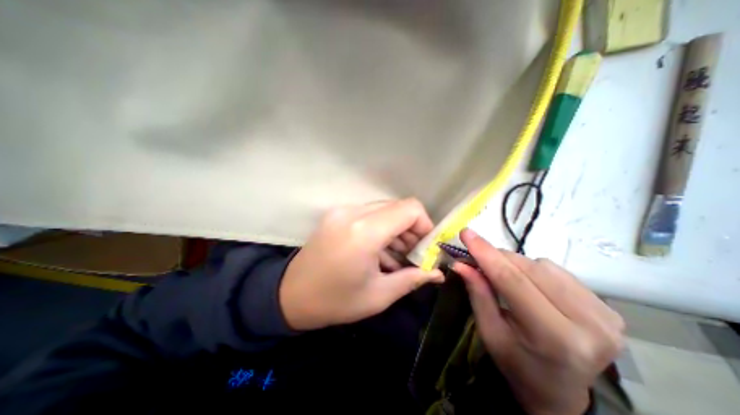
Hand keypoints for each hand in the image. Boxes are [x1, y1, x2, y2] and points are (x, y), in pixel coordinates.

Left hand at [281, 198, 443, 330]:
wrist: (290, 295)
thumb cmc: (335, 301)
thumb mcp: (379, 295)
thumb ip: (412, 279)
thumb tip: (437, 273)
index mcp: (364, 232)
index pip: (410, 209)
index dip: (424, 224)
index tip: (424, 247)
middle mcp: (353, 212)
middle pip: (398, 207)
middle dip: (411, 228)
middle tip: (411, 254)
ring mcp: (342, 210)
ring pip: (384, 209)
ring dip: (396, 228)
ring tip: (395, 255)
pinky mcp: (337, 213)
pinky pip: (369, 213)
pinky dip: (381, 227)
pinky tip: (378, 250)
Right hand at [458, 230, 622, 413]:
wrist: (561, 392)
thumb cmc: (518, 365)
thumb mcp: (490, 333)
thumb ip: (478, 294)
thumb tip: (460, 263)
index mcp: (555, 338)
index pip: (513, 281)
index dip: (486, 253)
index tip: (466, 233)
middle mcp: (588, 324)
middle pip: (529, 268)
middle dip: (496, 257)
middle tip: (476, 257)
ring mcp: (605, 315)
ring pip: (542, 265)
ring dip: (515, 264)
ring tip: (504, 277)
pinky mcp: (608, 307)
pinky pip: (557, 271)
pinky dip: (534, 269)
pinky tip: (528, 283)